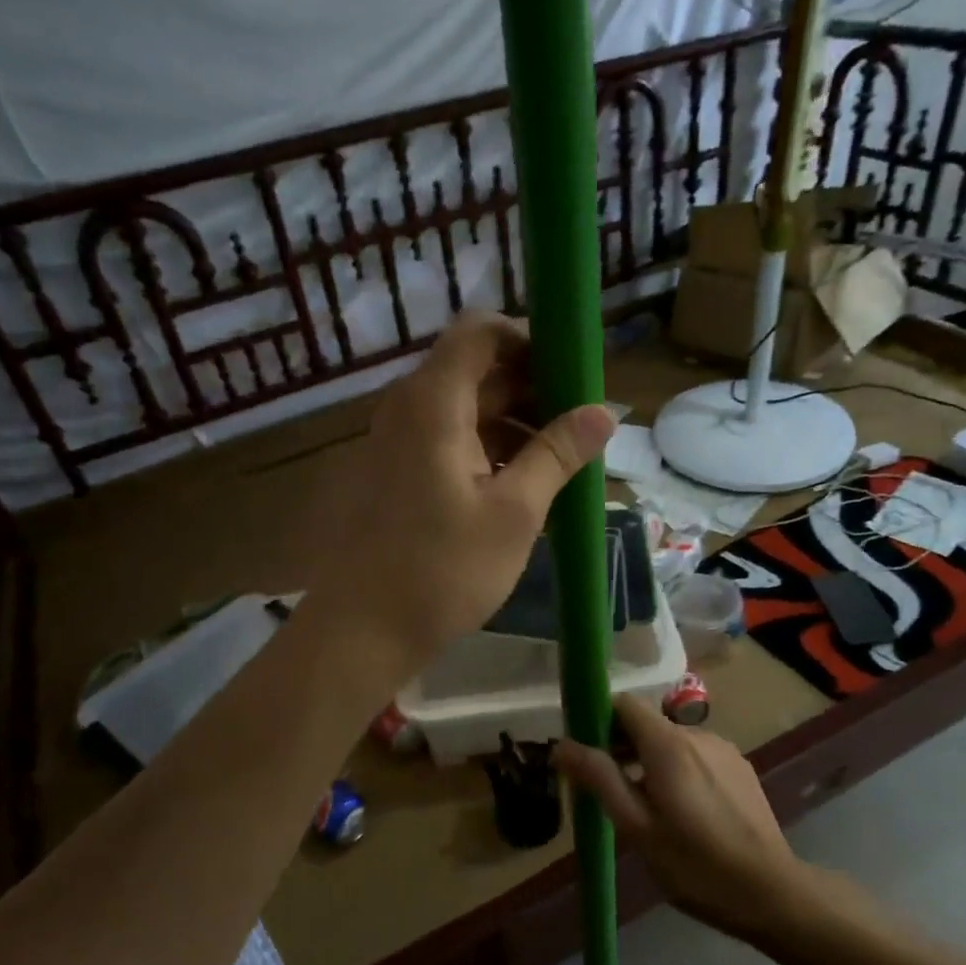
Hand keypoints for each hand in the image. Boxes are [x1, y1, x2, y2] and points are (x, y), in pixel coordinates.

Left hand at [310, 312, 614, 671]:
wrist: (359, 633)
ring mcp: (397, 442)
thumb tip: (606, 411)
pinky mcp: (396, 473)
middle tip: (581, 427)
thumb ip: (557, 453)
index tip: (574, 375)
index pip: (481, 331)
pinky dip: (489, 450)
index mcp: (433, 402)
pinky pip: (449, 441)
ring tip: (562, 464)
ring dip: (515, 424)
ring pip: (466, 409)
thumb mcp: (514, 513)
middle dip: (533, 389)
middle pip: (477, 370)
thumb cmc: (441, 571)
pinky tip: (523, 488)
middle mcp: (408, 408)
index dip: (531, 339)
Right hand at [555, 694, 801, 937]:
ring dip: (650, 762)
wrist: (772, 893)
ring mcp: (724, 750)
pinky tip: (682, 812)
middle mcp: (697, 734)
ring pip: (673, 742)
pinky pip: (697, 757)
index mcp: (668, 744)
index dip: (599, 720)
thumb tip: (561, 744)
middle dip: (621, 746)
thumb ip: (599, 778)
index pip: (624, 704)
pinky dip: (678, 771)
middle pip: (647, 724)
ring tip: (643, 807)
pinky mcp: (741, 769)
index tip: (585, 751)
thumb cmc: (694, 864)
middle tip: (607, 789)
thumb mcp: (636, 826)